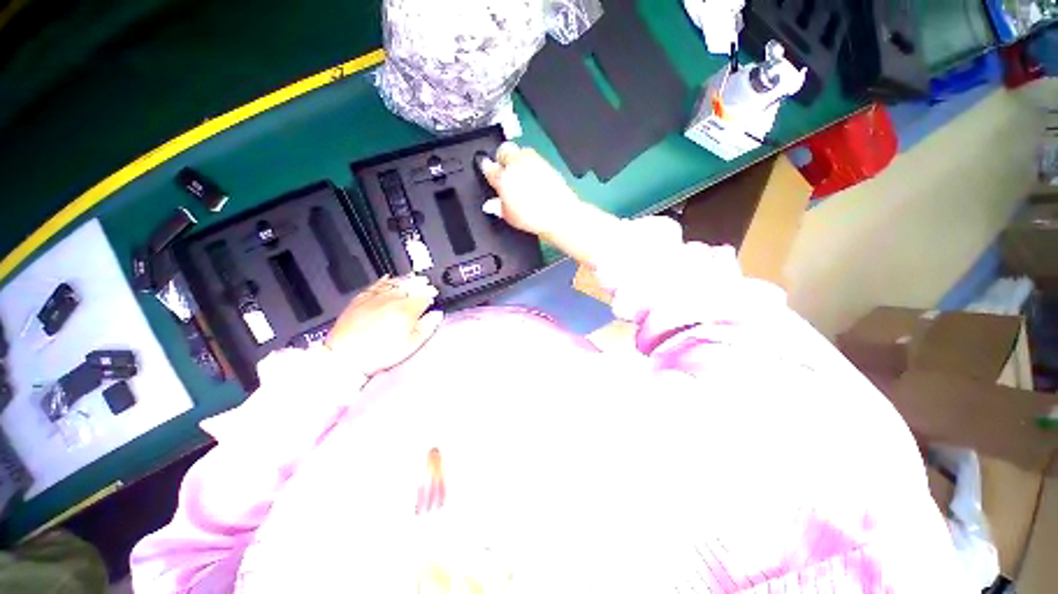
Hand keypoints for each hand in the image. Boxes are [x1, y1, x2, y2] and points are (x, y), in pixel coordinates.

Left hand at [325, 275, 443, 376]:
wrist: (346, 357)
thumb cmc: (378, 353)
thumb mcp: (411, 345)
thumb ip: (427, 327)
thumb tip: (437, 315)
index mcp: (407, 310)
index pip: (424, 296)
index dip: (432, 295)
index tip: (434, 296)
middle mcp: (392, 300)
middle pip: (411, 286)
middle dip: (421, 284)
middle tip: (426, 285)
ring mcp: (375, 298)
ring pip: (395, 282)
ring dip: (406, 280)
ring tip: (412, 279)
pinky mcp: (360, 300)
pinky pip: (375, 285)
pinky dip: (384, 280)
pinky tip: (388, 278)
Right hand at [480, 141, 623, 265]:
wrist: (559, 215)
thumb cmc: (535, 218)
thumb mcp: (510, 217)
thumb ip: (498, 207)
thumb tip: (490, 205)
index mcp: (504, 179)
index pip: (489, 167)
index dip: (487, 167)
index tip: (488, 170)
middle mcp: (517, 166)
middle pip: (504, 150)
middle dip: (502, 156)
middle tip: (503, 168)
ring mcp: (533, 162)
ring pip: (520, 149)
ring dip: (517, 156)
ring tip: (518, 169)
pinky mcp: (546, 163)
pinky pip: (534, 155)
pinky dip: (530, 161)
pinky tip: (532, 173)